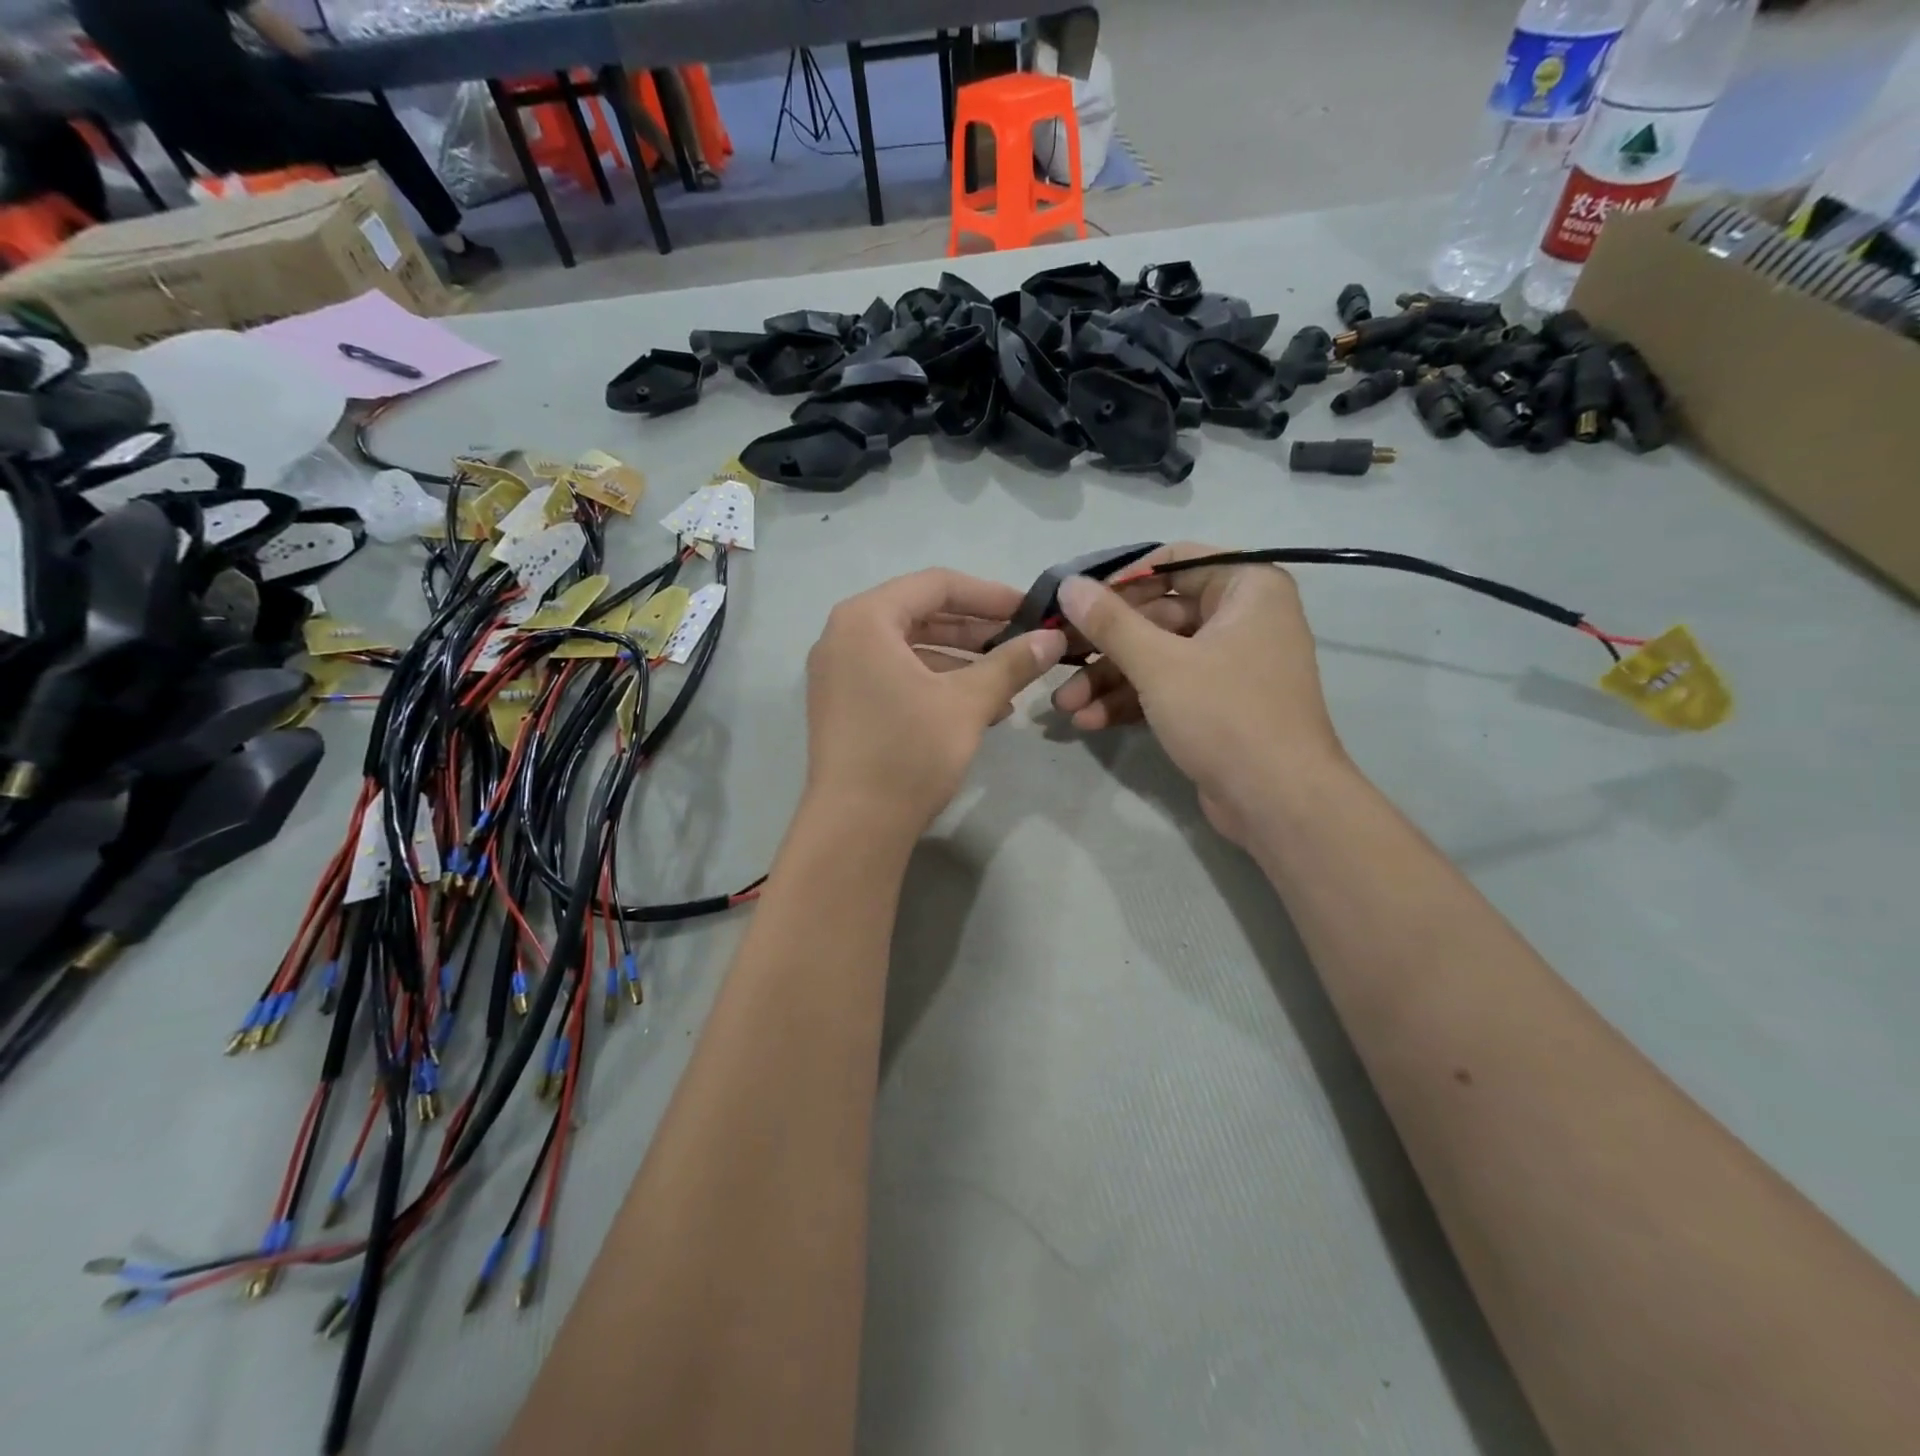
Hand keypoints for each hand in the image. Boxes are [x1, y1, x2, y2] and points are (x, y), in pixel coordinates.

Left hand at [804, 569, 1066, 839]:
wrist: (855, 827)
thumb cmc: (909, 751)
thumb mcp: (968, 702)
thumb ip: (1011, 663)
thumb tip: (1051, 640)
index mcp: (866, 619)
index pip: (936, 585)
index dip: (989, 594)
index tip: (1029, 611)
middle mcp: (844, 636)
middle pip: (921, 616)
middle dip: (976, 631)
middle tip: (1022, 644)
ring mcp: (839, 673)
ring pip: (910, 651)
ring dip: (961, 663)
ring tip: (1008, 684)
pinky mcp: (844, 706)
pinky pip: (895, 677)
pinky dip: (935, 685)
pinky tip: (979, 709)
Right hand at [1051, 543, 1343, 844]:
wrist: (1278, 801)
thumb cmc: (1225, 714)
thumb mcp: (1159, 664)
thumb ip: (1110, 622)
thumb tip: (1068, 584)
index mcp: (1246, 587)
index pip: (1172, 562)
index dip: (1119, 581)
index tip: (1075, 602)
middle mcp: (1241, 618)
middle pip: (1157, 615)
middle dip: (1104, 645)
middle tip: (1057, 658)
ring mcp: (1229, 664)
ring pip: (1156, 656)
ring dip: (1108, 680)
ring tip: (1064, 704)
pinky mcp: (1216, 704)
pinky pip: (1167, 688)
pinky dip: (1130, 701)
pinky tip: (1088, 720)